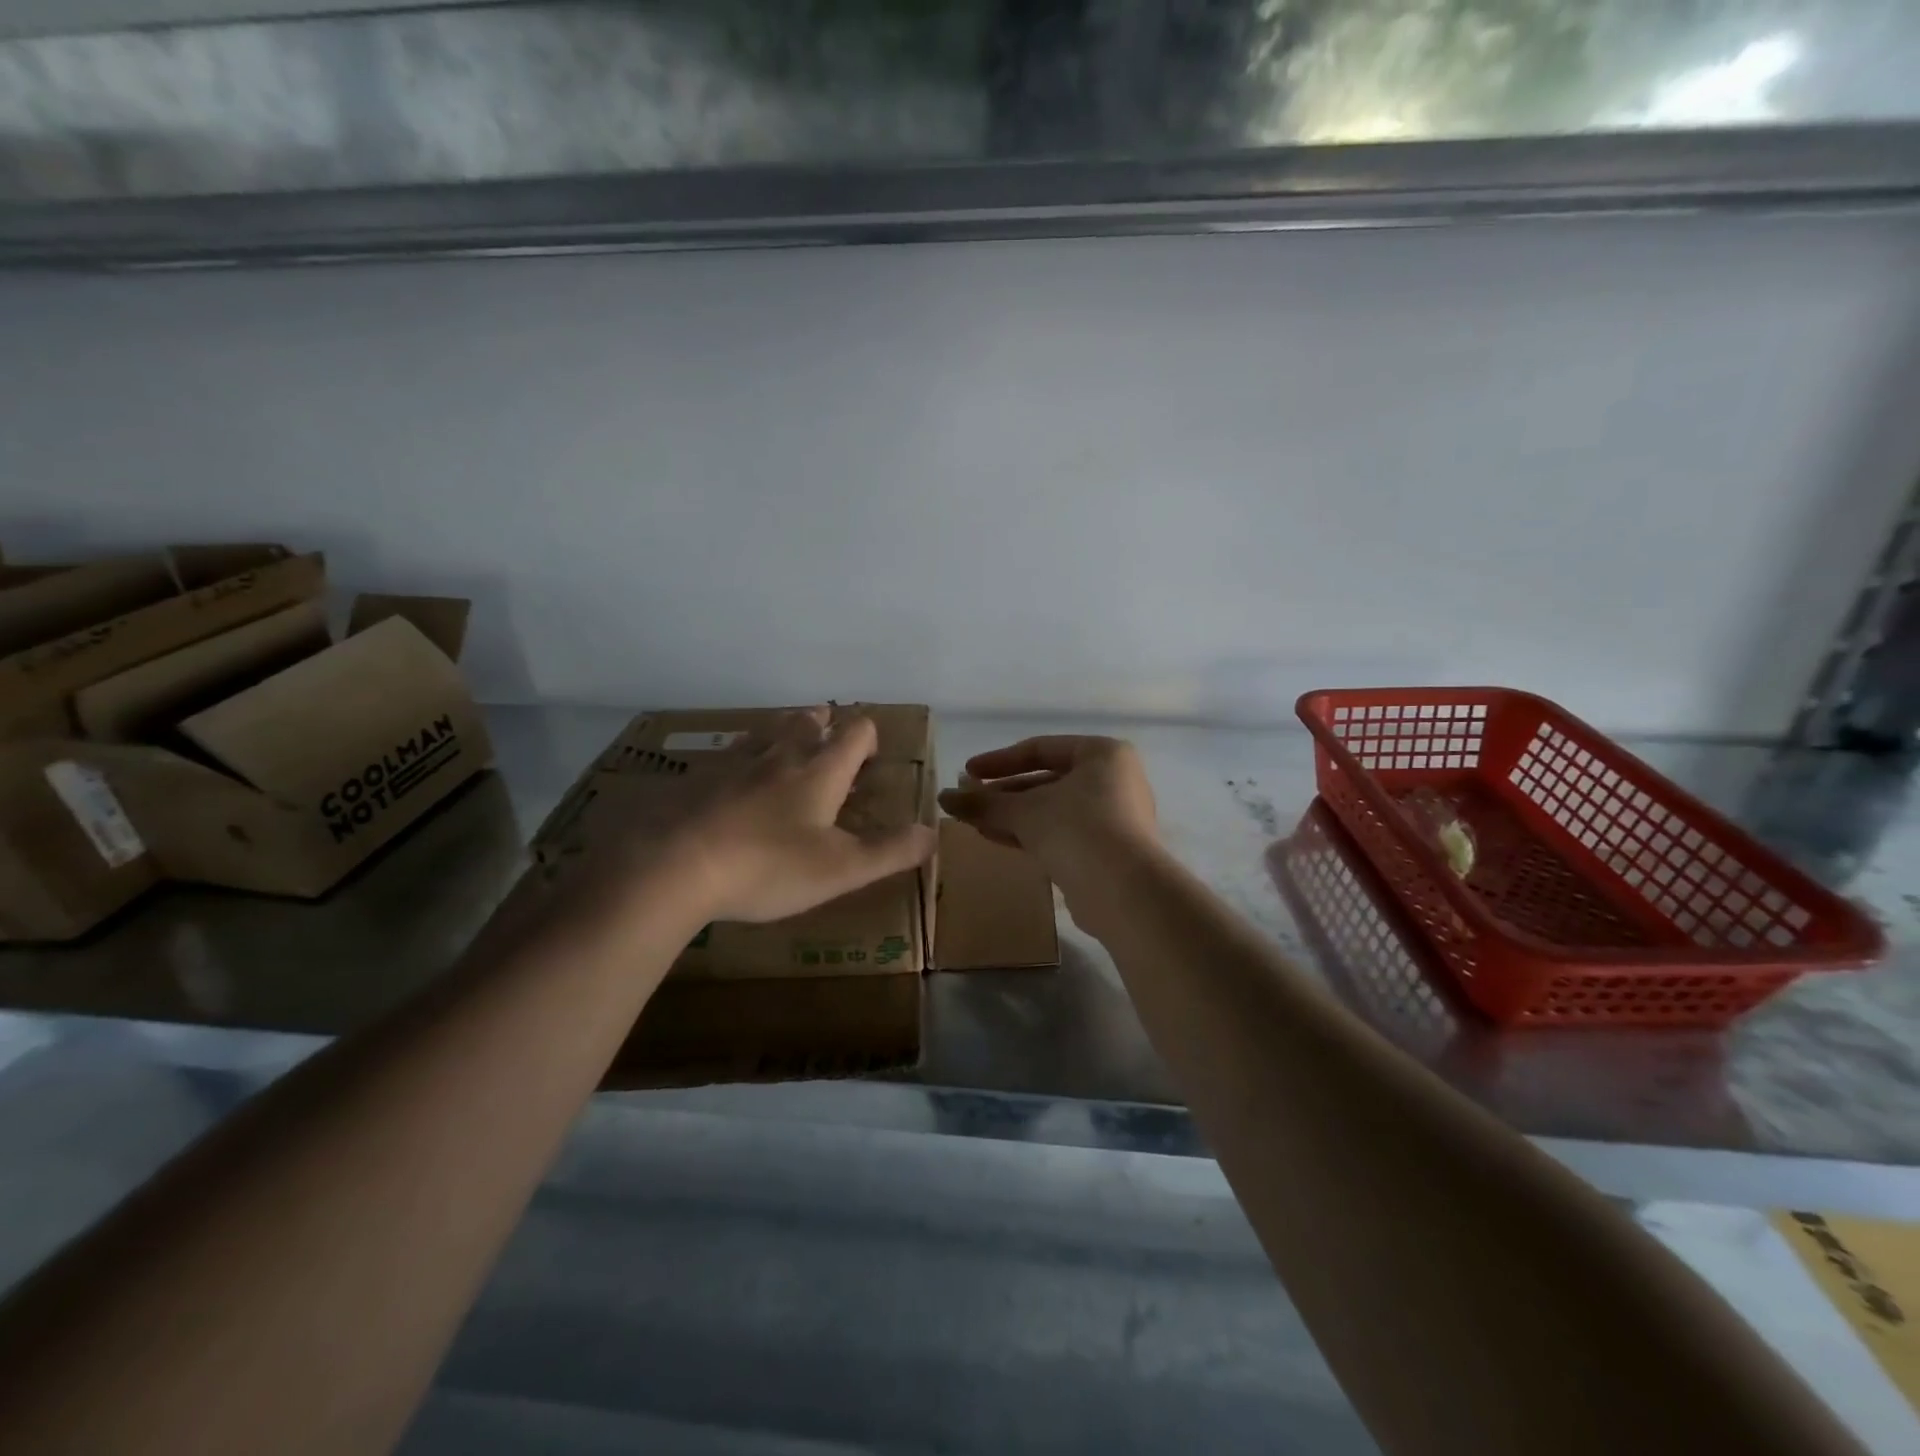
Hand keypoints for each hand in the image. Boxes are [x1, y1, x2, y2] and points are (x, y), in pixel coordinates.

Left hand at [537, 707, 936, 940]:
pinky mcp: (698, 780)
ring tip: (787, 739)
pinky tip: (733, 775)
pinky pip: (729, 754)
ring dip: (783, 730)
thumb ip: (890, 851)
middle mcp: (780, 756)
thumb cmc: (768, 866)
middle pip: (806, 722)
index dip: (867, 736)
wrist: (674, 866)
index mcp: (819, 772)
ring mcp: (734, 764)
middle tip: (828, 731)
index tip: (871, 752)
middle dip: (823, 723)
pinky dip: (742, 756)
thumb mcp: (841, 869)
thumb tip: (933, 832)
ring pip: (766, 731)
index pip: (854, 734)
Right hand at [937, 735, 1157, 871]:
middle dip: (1004, 792)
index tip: (967, 772)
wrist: (1124, 892)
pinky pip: (1060, 833)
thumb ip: (983, 803)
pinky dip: (1029, 833)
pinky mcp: (1105, 851)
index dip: (1000, 760)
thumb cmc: (1077, 829)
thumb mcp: (1025, 811)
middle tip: (968, 800)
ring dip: (1012, 815)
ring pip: (1051, 809)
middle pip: (1046, 780)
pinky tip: (995, 837)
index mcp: (1102, 754)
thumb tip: (943, 798)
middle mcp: (1112, 780)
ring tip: (974, 821)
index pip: (1041, 748)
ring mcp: (1112, 818)